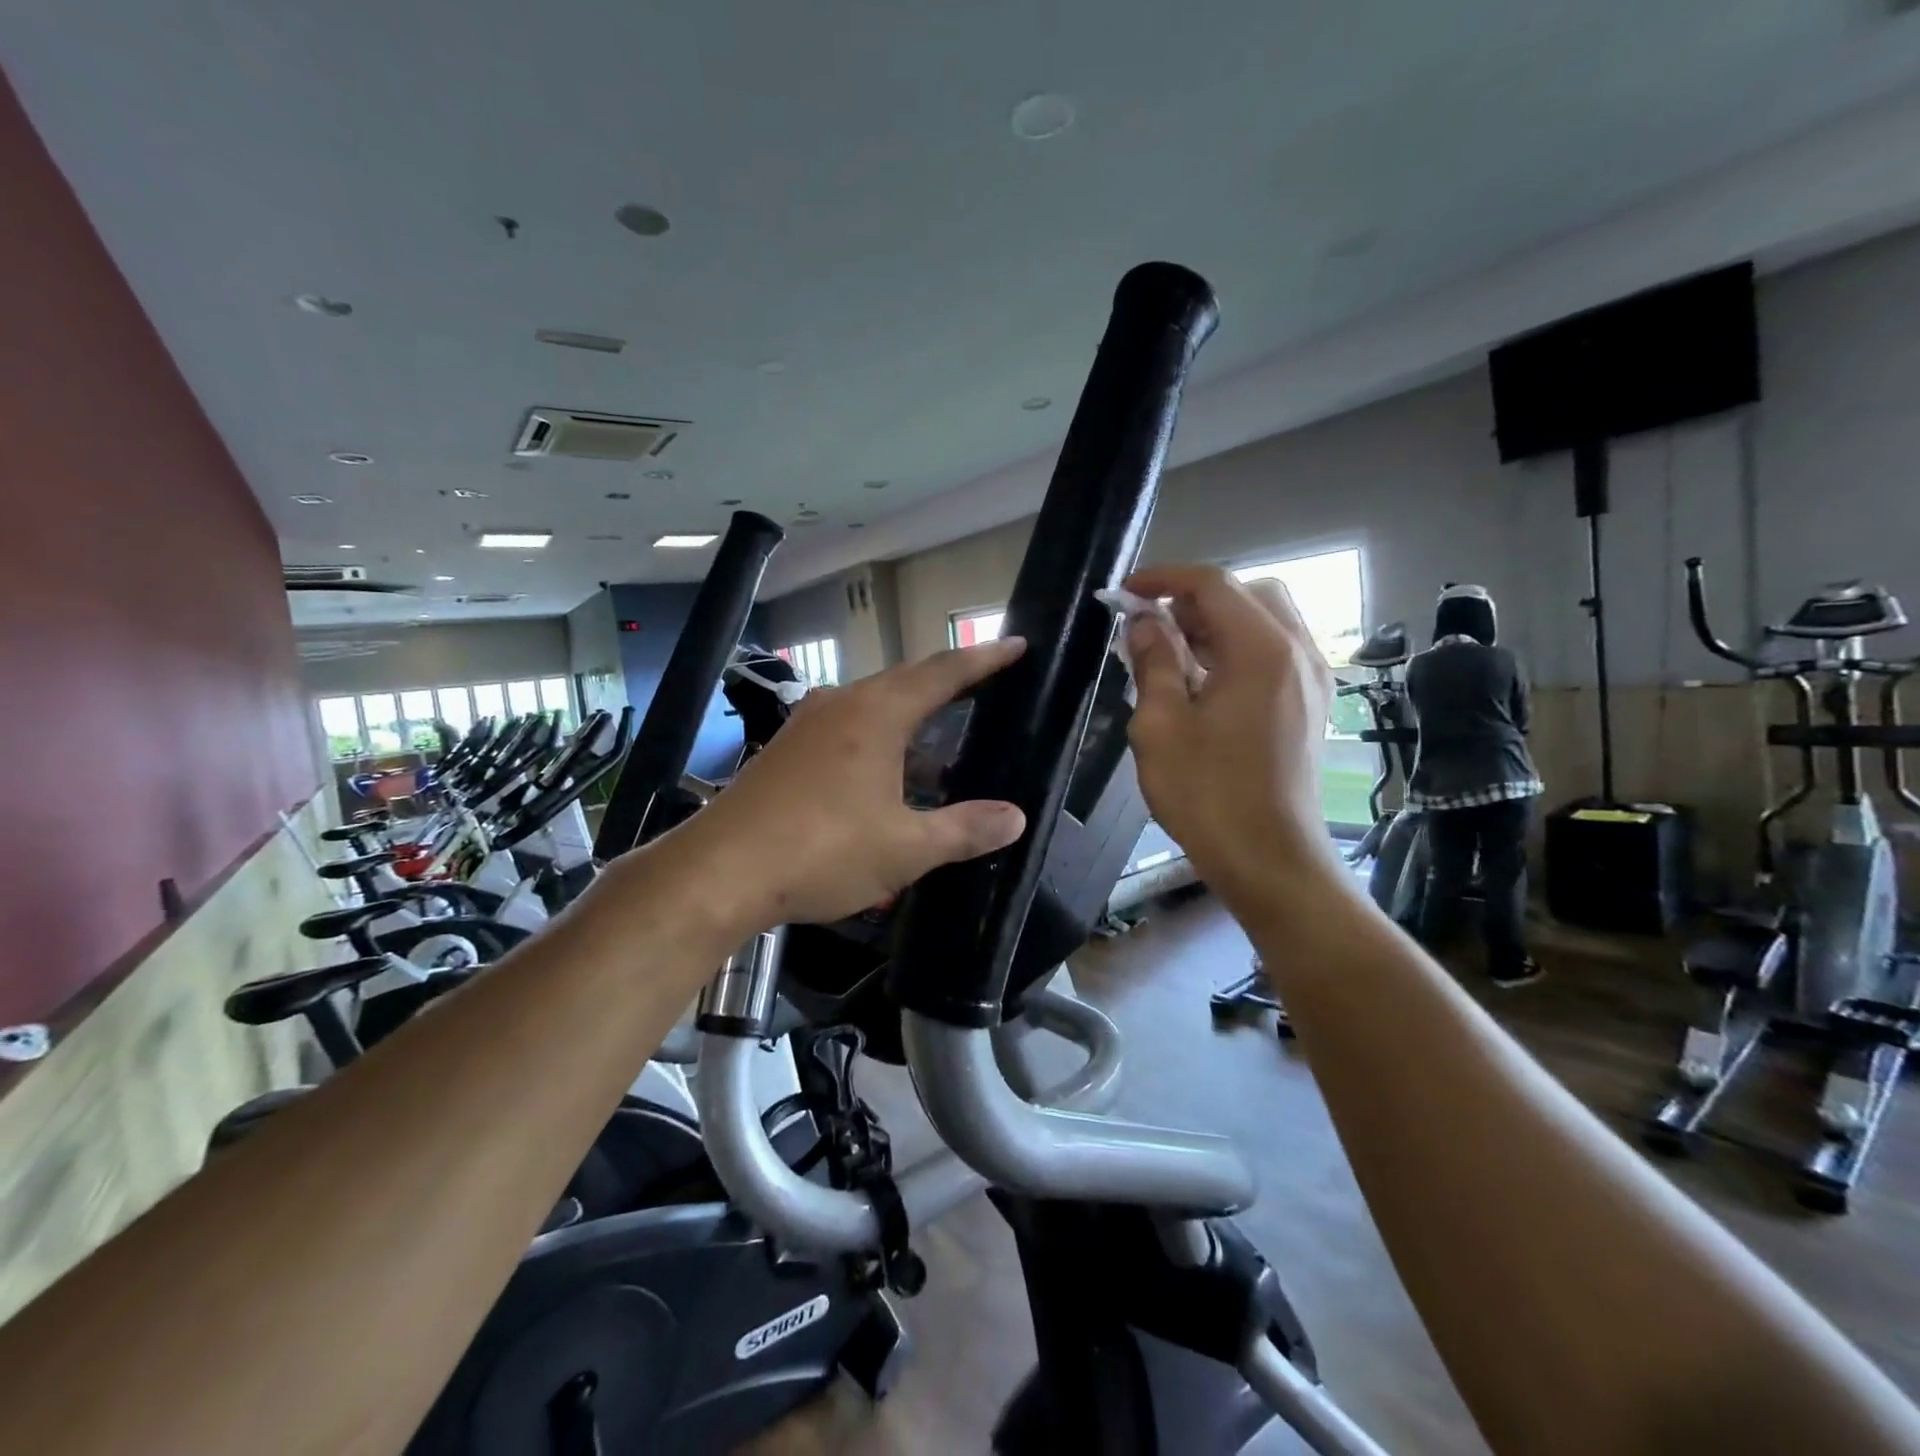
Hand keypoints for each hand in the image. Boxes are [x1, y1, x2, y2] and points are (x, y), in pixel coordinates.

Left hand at [670, 639, 1029, 928]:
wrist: (718, 872)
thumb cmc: (821, 851)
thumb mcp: (905, 848)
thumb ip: (964, 830)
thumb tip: (1014, 818)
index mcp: (876, 714)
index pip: (944, 673)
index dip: (985, 659)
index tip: (1017, 645)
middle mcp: (841, 705)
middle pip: (906, 680)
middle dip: (948, 682)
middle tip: (986, 687)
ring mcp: (807, 726)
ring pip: (873, 704)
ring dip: (911, 713)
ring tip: (942, 733)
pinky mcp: (786, 751)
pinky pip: (847, 727)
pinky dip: (879, 736)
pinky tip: (886, 771)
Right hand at [1122, 565, 1341, 908]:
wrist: (1271, 860)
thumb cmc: (1208, 795)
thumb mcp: (1161, 727)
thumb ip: (1152, 663)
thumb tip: (1144, 623)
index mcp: (1261, 650)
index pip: (1213, 584)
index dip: (1165, 578)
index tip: (1126, 591)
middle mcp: (1298, 652)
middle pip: (1249, 593)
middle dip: (1196, 598)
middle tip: (1153, 624)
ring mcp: (1313, 679)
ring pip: (1266, 621)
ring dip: (1219, 623)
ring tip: (1173, 652)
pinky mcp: (1313, 704)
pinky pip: (1276, 652)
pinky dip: (1239, 648)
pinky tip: (1205, 681)